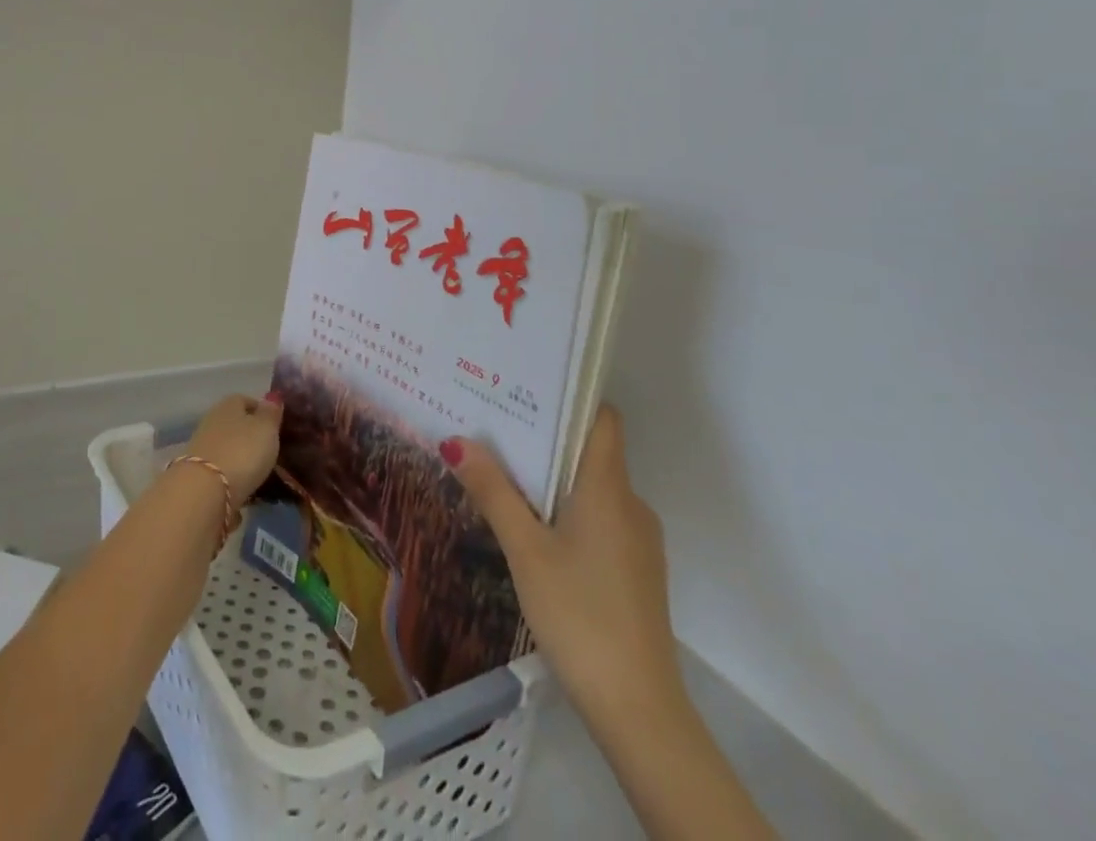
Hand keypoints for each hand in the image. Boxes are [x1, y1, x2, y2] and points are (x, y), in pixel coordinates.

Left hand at [186, 392, 283, 503]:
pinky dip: (231, 476)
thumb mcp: (266, 429)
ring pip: (227, 447)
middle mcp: (212, 420)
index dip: (262, 412)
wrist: (204, 491)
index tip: (276, 427)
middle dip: (250, 436)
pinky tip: (243, 488)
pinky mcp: (197, 473)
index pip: (246, 400)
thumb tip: (273, 396)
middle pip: (235, 424)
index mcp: (229, 404)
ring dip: (240, 457)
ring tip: (259, 473)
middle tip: (270, 451)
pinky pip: (220, 470)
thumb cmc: (241, 452)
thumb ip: (271, 413)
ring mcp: (202, 447)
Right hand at [444, 406, 685, 739]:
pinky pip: (600, 519)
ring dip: (555, 477)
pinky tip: (535, 529)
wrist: (639, 710)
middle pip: (591, 451)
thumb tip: (456, 441)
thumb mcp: (525, 550)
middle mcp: (630, 504)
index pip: (602, 418)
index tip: (527, 386)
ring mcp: (638, 541)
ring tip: (505, 471)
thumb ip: (493, 492)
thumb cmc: (579, 614)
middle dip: (546, 437)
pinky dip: (569, 511)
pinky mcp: (636, 572)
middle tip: (496, 425)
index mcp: (609, 487)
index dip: (571, 397)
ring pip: (593, 488)